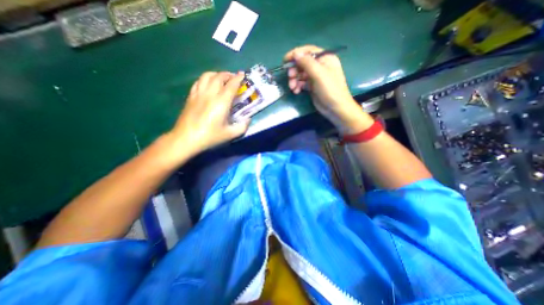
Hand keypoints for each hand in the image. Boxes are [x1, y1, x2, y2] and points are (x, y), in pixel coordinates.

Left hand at [165, 71, 250, 161]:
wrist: (186, 138)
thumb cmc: (210, 137)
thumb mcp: (230, 134)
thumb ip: (242, 126)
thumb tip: (248, 119)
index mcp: (221, 102)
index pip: (231, 85)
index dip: (238, 78)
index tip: (243, 75)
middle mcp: (210, 94)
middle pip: (219, 77)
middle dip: (228, 74)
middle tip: (234, 78)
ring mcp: (198, 94)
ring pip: (207, 76)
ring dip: (216, 74)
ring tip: (221, 79)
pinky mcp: (190, 97)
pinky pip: (198, 82)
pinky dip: (205, 79)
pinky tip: (208, 84)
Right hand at [286, 44, 374, 133]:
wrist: (335, 108)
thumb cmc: (330, 90)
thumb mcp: (319, 74)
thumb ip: (307, 63)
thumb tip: (295, 53)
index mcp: (325, 58)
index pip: (308, 51)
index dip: (296, 54)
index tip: (285, 60)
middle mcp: (320, 66)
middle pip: (302, 63)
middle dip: (294, 70)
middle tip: (290, 77)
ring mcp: (316, 77)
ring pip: (300, 74)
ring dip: (294, 80)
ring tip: (292, 88)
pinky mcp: (312, 86)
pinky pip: (301, 83)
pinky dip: (297, 86)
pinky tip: (296, 91)